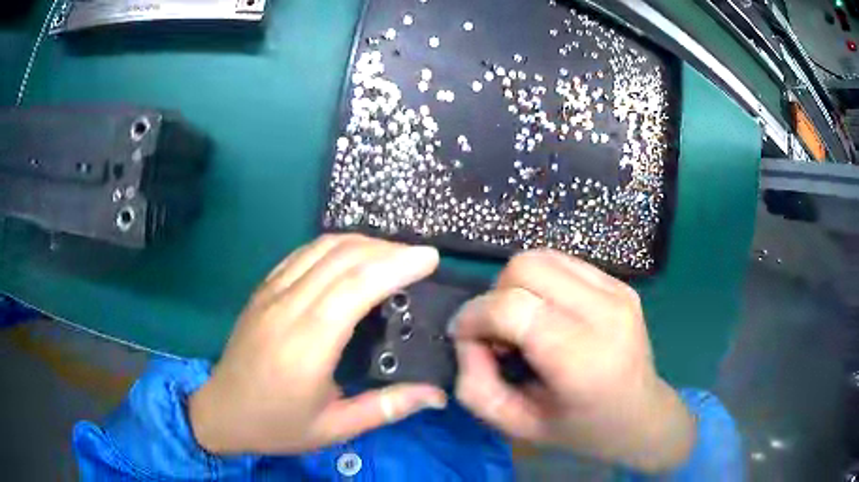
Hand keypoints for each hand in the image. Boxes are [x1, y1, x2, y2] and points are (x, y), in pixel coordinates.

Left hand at [189, 235, 447, 453]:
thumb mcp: (335, 429)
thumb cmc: (278, 425)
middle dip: (387, 249)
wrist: (222, 412)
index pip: (356, 287)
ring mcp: (271, 293)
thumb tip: (437, 395)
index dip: (395, 265)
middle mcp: (287, 308)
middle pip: (342, 259)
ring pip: (321, 248)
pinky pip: (302, 254)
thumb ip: (386, 408)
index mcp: (307, 345)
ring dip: (362, 242)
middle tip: (419, 257)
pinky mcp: (263, 290)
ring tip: (392, 253)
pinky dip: (334, 246)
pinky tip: (351, 256)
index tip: (429, 257)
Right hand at [450, 251, 694, 472]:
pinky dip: (541, 282)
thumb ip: (476, 385)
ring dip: (517, 284)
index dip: (475, 315)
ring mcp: (617, 291)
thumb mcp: (516, 426)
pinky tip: (546, 312)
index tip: (464, 336)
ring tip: (521, 321)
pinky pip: (563, 262)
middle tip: (497, 332)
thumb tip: (466, 337)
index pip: (513, 307)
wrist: (640, 415)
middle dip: (495, 295)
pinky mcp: (620, 284)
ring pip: (543, 256)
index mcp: (582, 359)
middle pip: (526, 267)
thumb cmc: (579, 430)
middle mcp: (605, 313)